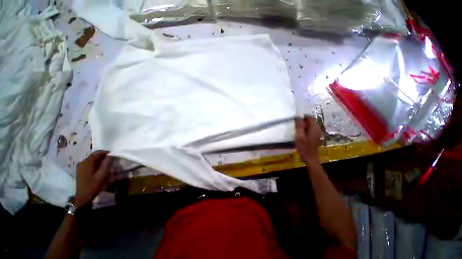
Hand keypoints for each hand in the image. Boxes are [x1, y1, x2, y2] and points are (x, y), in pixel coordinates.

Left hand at [75, 151, 112, 207]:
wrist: (83, 197)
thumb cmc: (93, 186)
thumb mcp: (103, 175)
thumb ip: (107, 164)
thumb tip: (111, 155)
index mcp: (87, 162)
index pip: (98, 153)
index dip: (107, 152)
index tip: (115, 155)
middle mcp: (82, 162)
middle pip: (95, 155)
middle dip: (104, 156)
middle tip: (113, 160)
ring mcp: (81, 166)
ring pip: (93, 159)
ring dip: (101, 160)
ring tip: (108, 164)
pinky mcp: (81, 170)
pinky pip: (90, 163)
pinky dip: (97, 163)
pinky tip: (101, 168)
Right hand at [296, 116, 322, 166]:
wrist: (310, 158)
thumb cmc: (304, 147)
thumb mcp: (299, 136)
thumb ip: (300, 126)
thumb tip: (300, 116)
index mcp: (314, 129)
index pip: (311, 118)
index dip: (304, 116)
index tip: (297, 119)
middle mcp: (318, 129)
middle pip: (312, 121)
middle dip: (304, 121)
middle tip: (296, 125)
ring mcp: (319, 134)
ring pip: (312, 125)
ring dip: (305, 125)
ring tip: (298, 130)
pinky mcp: (317, 137)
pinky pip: (312, 130)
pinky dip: (307, 129)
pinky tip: (303, 134)